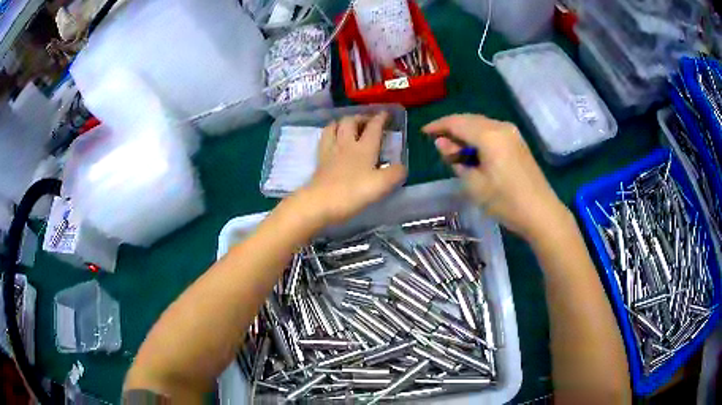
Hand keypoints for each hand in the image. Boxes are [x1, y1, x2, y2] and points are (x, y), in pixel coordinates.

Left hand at [296, 112, 406, 225]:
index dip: (381, 118)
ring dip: (342, 122)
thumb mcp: (382, 185)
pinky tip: (333, 140)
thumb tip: (401, 167)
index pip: (374, 127)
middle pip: (350, 121)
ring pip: (334, 127)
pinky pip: (324, 139)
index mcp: (364, 148)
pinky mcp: (320, 161)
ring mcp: (330, 151)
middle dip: (360, 117)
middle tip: (367, 121)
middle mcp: (346, 144)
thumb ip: (395, 173)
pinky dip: (330, 134)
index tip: (386, 113)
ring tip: (348, 126)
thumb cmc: (353, 192)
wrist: (320, 203)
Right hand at [423, 114, 568, 240]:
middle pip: (469, 120)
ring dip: (465, 134)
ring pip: (480, 125)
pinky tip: (473, 152)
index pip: (456, 122)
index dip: (438, 125)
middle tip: (438, 146)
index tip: (424, 133)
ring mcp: (512, 133)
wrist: (541, 213)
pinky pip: (491, 132)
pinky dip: (478, 138)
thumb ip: (455, 160)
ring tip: (454, 152)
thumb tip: (442, 143)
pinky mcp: (517, 142)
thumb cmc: (506, 201)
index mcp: (489, 135)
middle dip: (451, 129)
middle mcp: (501, 126)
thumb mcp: (474, 184)